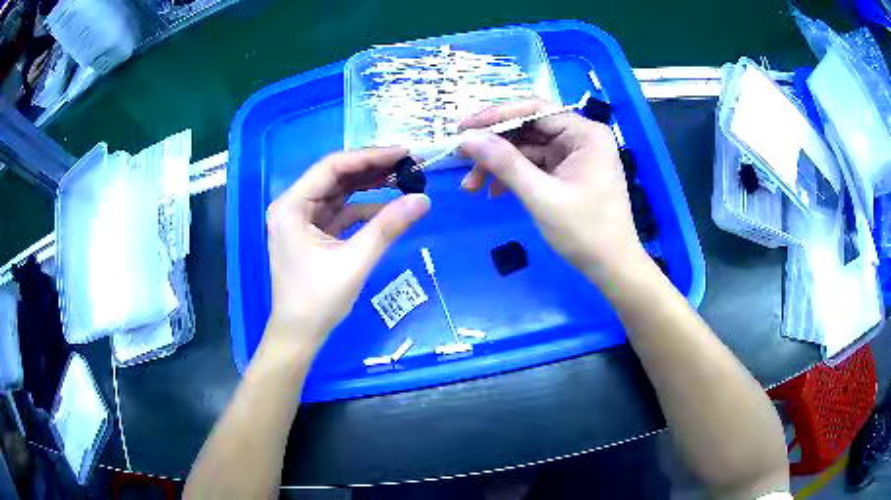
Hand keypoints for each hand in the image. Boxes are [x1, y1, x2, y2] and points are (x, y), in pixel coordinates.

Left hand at [265, 148, 429, 345]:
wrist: (298, 334)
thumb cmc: (318, 300)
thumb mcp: (355, 261)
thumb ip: (388, 227)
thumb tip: (424, 200)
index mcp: (292, 206)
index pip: (332, 167)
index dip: (369, 156)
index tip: (403, 152)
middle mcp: (293, 205)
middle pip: (335, 176)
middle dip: (371, 169)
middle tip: (407, 163)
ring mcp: (301, 219)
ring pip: (339, 192)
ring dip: (368, 186)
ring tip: (402, 178)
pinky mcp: (312, 232)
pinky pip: (340, 211)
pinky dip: (362, 208)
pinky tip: (388, 207)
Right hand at [459, 100, 646, 284]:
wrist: (612, 268)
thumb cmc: (585, 232)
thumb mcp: (541, 196)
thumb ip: (504, 163)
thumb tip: (467, 138)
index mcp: (585, 133)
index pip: (534, 109)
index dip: (495, 116)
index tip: (462, 129)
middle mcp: (581, 136)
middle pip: (529, 127)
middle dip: (494, 146)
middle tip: (461, 160)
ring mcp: (575, 154)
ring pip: (528, 147)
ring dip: (499, 164)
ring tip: (472, 186)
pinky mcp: (569, 172)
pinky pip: (535, 164)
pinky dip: (514, 176)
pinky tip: (494, 192)